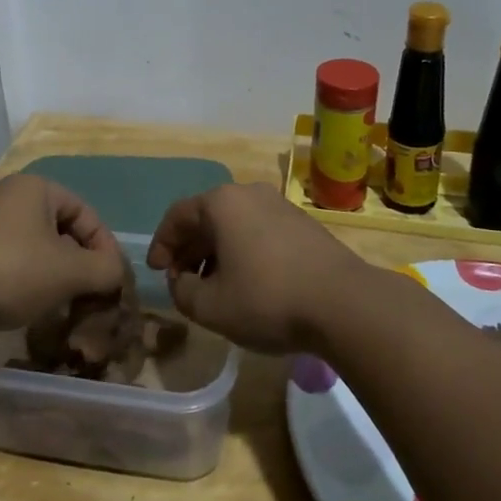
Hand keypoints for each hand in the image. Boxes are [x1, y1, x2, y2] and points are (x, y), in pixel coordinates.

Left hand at [0, 174, 129, 339]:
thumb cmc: (13, 270)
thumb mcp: (70, 271)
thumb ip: (104, 269)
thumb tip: (115, 273)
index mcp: (35, 188)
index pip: (86, 212)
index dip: (105, 246)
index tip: (112, 280)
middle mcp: (7, 196)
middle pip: (60, 230)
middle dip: (79, 263)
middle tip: (89, 294)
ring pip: (34, 247)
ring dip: (53, 275)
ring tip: (61, 304)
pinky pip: (8, 261)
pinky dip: (25, 281)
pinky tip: (27, 306)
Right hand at [146, 183, 369, 352]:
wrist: (344, 304)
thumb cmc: (267, 299)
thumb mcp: (210, 306)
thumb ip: (182, 292)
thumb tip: (182, 281)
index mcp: (221, 203)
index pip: (177, 216)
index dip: (161, 244)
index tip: (156, 272)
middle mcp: (250, 194)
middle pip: (207, 218)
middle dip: (189, 250)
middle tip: (181, 280)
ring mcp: (280, 206)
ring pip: (235, 226)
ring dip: (217, 253)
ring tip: (214, 287)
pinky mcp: (304, 225)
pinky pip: (260, 232)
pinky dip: (244, 253)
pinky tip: (248, 283)